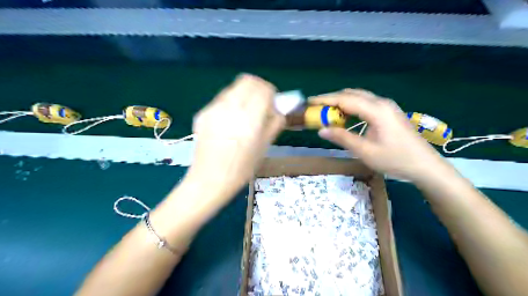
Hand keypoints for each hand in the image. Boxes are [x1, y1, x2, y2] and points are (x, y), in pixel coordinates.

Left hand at [185, 74, 284, 202]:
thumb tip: (277, 110)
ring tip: (245, 112)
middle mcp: (231, 108)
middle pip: (247, 81)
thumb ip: (274, 123)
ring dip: (244, 94)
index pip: (263, 89)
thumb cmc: (242, 167)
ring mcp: (214, 109)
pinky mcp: (203, 113)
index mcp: (250, 118)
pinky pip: (221, 99)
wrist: (210, 178)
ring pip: (233, 88)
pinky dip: (231, 102)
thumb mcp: (264, 146)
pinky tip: (230, 120)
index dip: (271, 92)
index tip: (272, 103)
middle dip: (258, 88)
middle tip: (261, 103)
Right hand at [311, 88, 446, 181]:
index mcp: (376, 110)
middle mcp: (381, 103)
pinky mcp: (389, 112)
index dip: (326, 100)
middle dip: (333, 99)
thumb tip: (321, 130)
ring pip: (359, 97)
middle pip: (352, 94)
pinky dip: (352, 107)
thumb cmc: (395, 159)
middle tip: (317, 108)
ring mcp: (387, 106)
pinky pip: (366, 103)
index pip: (345, 99)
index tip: (310, 102)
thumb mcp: (365, 151)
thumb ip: (342, 138)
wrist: (425, 166)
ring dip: (342, 103)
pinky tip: (346, 117)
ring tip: (328, 113)